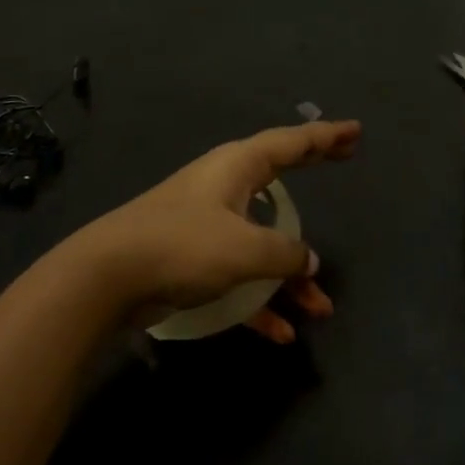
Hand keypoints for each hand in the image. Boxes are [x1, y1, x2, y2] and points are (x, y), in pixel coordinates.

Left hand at [64, 119, 361, 341]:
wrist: (110, 275)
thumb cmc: (184, 245)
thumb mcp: (246, 248)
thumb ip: (284, 253)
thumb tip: (306, 260)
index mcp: (236, 168)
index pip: (290, 143)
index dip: (325, 137)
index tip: (355, 131)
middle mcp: (223, 188)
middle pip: (279, 176)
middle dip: (313, 169)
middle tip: (346, 157)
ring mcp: (207, 223)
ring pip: (261, 241)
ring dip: (289, 275)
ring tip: (320, 307)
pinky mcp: (193, 259)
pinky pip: (238, 275)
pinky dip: (258, 300)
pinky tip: (279, 332)